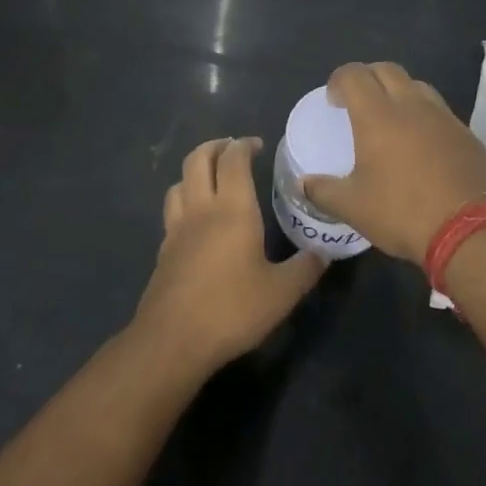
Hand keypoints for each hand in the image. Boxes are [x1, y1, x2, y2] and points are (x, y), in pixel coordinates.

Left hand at [132, 137, 325, 373]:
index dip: (244, 145)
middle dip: (215, 146)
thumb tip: (322, 253)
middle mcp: (201, 210)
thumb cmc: (232, 310)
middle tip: (233, 149)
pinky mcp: (163, 251)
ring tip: (213, 178)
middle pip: (197, 159)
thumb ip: (305, 268)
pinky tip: (197, 220)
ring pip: (179, 182)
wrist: (174, 340)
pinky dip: (184, 200)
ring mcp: (176, 229)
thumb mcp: (282, 293)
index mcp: (232, 210)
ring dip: (195, 171)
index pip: (233, 160)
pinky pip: (172, 211)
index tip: (258, 145)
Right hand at [302, 62, 485, 263]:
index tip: (333, 100)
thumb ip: (323, 191)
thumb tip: (303, 183)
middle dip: (368, 78)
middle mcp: (412, 106)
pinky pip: (440, 111)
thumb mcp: (353, 207)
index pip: (354, 75)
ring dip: (399, 92)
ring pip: (417, 86)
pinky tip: (421, 145)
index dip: (339, 80)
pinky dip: (424, 116)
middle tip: (357, 102)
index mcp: (378, 115)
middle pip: (387, 70)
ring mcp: (445, 118)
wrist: (470, 231)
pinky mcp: (468, 135)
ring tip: (390, 119)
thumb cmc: (402, 212)